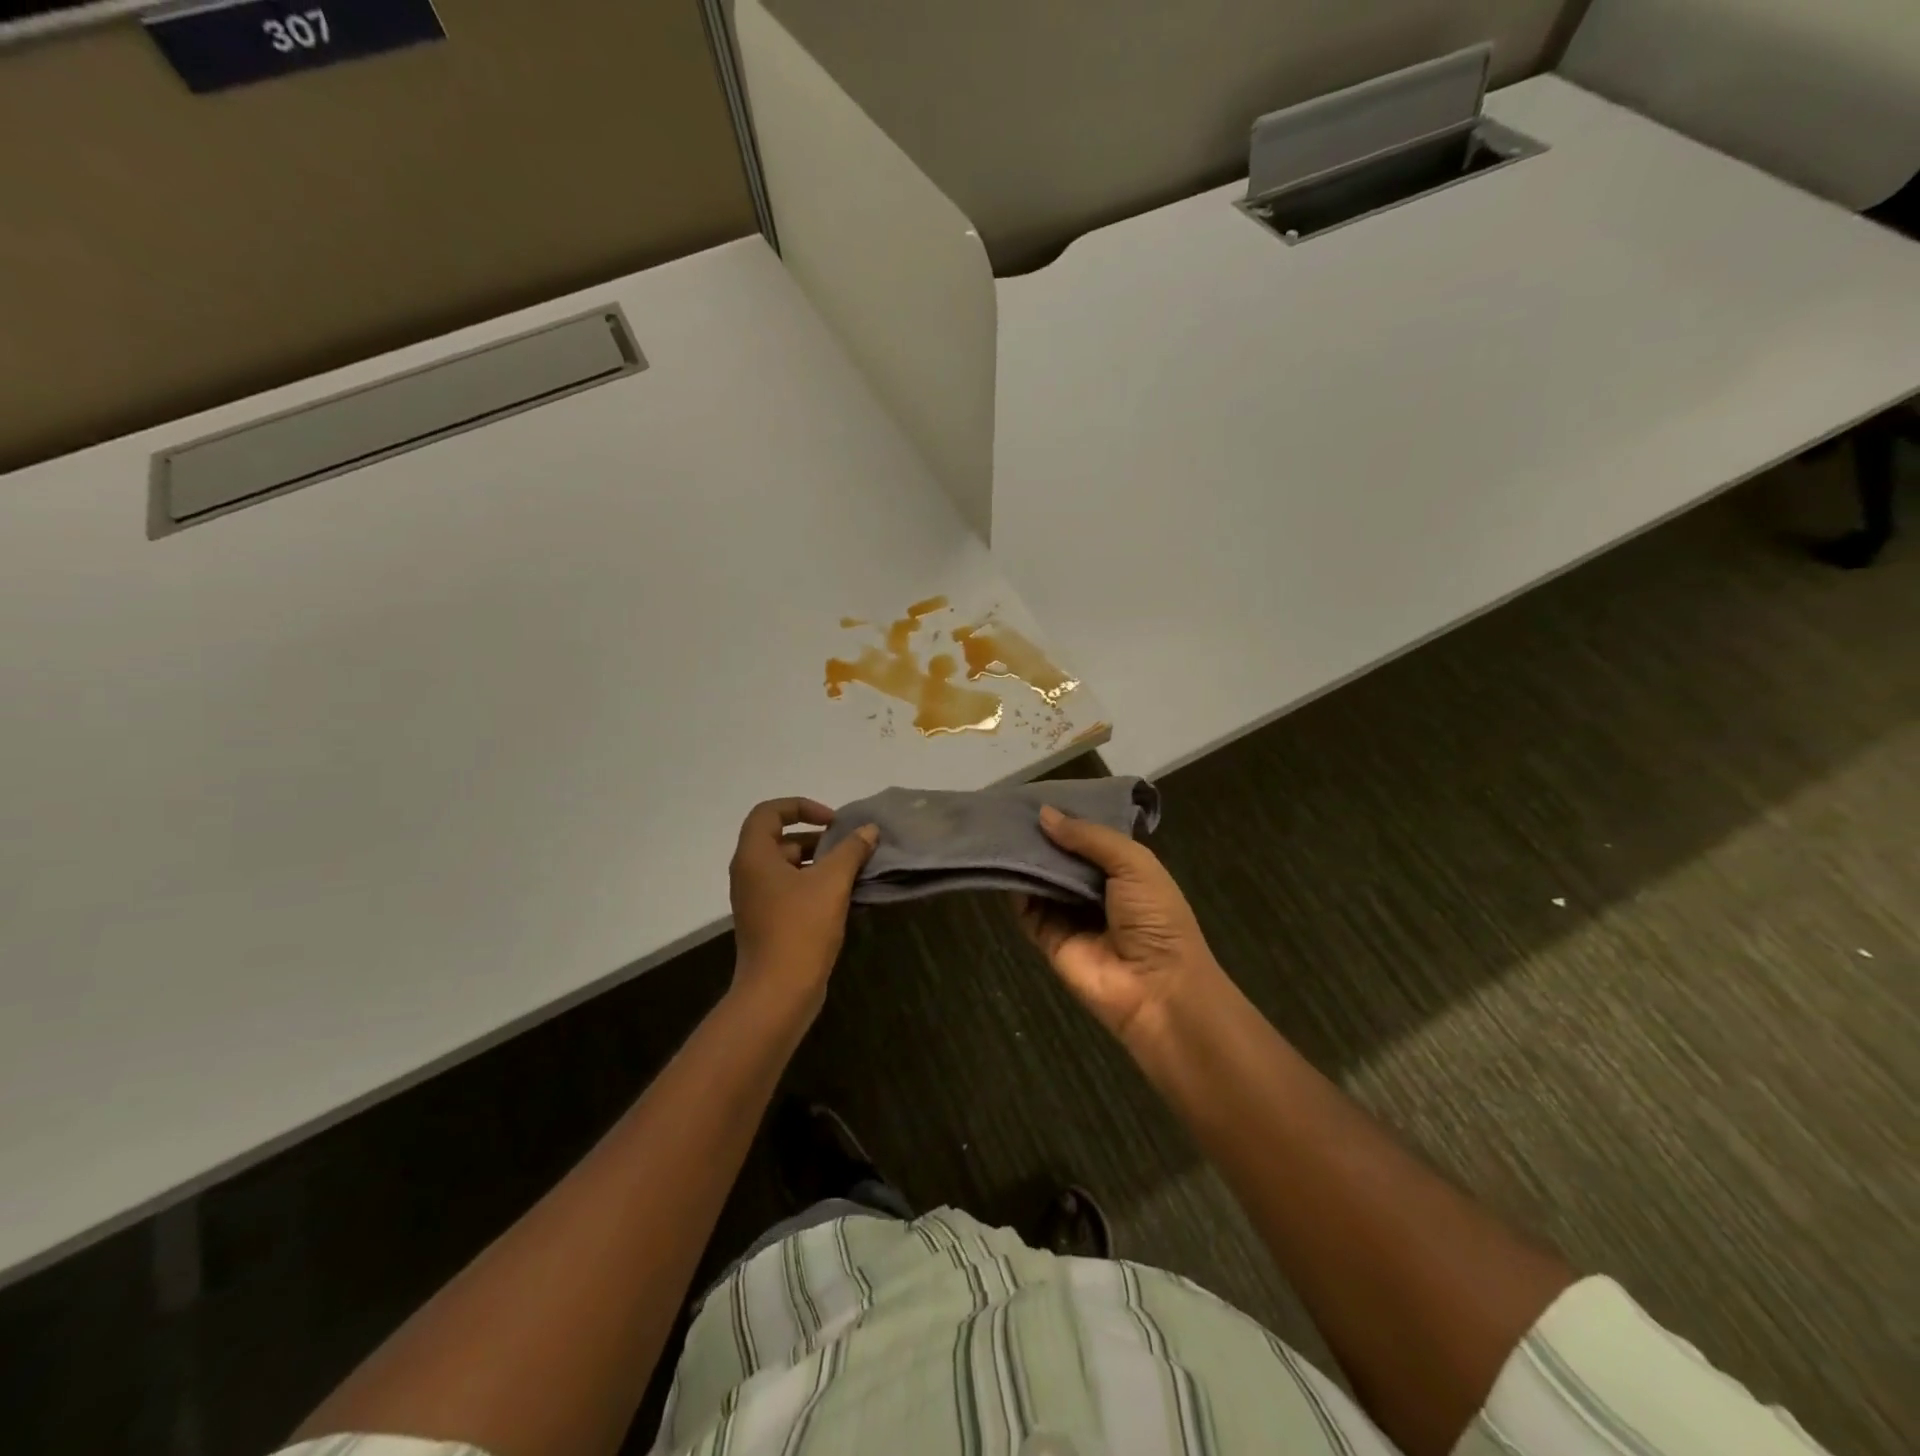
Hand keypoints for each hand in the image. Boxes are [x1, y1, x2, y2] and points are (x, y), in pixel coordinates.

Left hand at [728, 798, 877, 1015]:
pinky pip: (787, 889)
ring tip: (850, 871)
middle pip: (778, 838)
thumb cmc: (801, 928)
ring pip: (785, 866)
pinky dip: (811, 884)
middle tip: (847, 847)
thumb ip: (851, 850)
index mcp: (754, 856)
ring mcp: (755, 900)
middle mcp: (748, 873)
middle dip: (815, 837)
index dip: (801, 807)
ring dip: (816, 862)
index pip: (769, 812)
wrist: (778, 992)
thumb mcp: (832, 882)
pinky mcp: (765, 922)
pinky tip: (840, 897)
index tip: (832, 822)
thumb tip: (868, 830)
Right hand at [1014, 806, 1225, 1046]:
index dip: (1068, 817)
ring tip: (998, 828)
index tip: (1038, 795)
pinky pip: (1027, 910)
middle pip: (1061, 857)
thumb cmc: (1156, 918)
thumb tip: (1044, 814)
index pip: (1089, 836)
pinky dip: (1015, 889)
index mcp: (1124, 869)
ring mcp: (1070, 915)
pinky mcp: (1049, 939)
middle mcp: (1095, 890)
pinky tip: (1000, 863)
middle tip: (1009, 808)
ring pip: (1041, 880)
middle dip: (1041, 836)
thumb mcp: (1133, 864)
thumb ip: (1089, 837)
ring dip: (1025, 858)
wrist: (1157, 988)